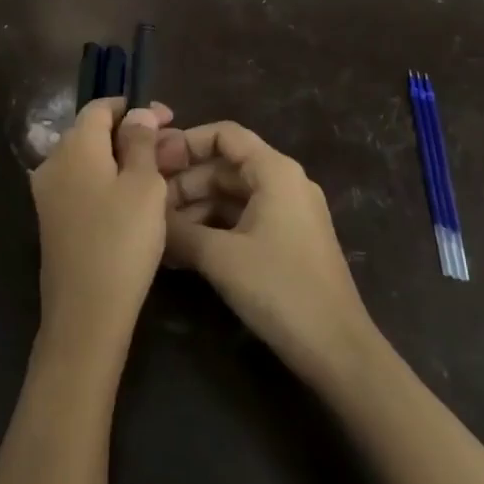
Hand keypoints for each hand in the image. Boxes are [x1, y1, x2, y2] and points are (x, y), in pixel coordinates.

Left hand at [30, 98, 179, 359]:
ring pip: (89, 160)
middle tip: (170, 149)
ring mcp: (48, 193)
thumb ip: (141, 142)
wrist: (85, 312)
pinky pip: (82, 184)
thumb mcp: (144, 185)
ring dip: (122, 159)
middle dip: (131, 134)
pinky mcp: (52, 220)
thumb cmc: (122, 240)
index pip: (100, 107)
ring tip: (160, 174)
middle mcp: (53, 162)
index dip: (134, 107)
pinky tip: (135, 199)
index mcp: (74, 146)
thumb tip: (137, 113)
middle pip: (93, 133)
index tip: (168, 118)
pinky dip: (108, 181)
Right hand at [165, 123, 382, 391]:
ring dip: (194, 210)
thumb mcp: (220, 257)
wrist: (337, 349)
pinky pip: (242, 220)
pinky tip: (182, 252)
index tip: (152, 162)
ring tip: (158, 234)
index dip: (185, 142)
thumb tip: (146, 216)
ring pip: (230, 196)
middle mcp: (284, 183)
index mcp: (275, 171)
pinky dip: (212, 229)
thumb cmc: (280, 289)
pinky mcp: (287, 242)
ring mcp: (288, 213)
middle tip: (147, 207)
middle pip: (224, 166)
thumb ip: (179, 230)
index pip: (224, 135)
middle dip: (184, 183)